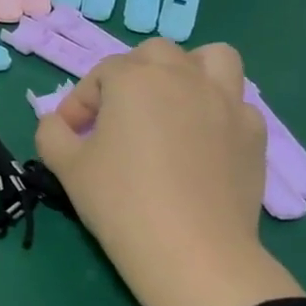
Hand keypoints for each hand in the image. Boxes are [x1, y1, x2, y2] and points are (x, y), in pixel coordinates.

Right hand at [36, 39, 300, 305]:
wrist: (190, 251)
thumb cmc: (119, 201)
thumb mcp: (65, 165)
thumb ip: (52, 132)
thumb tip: (57, 123)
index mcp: (134, 79)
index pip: (100, 75)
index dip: (79, 104)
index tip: (70, 135)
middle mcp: (183, 77)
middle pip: (154, 54)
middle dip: (131, 76)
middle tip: (117, 116)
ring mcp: (226, 102)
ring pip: (213, 59)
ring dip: (188, 72)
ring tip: (172, 104)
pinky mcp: (254, 133)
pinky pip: (236, 103)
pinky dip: (216, 112)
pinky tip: (202, 142)